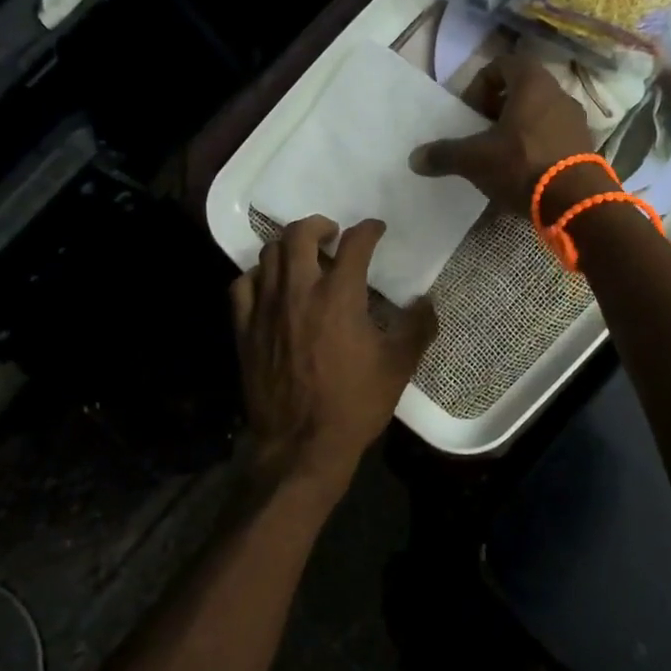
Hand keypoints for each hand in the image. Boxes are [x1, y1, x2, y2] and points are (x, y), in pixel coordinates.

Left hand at [231, 216, 438, 502]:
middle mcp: (299, 291)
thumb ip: (417, 328)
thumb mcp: (398, 367)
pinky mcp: (245, 329)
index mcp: (340, 296)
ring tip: (303, 257)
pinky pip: (243, 285)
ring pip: (269, 254)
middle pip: (300, 234)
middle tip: (332, 235)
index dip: (369, 230)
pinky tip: (270, 285)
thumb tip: (427, 301)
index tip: (375, 230)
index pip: (355, 244)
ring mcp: (266, 308)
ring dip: (289, 246)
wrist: (301, 446)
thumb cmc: (354, 404)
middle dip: (319, 225)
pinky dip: (258, 275)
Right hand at [409, 54, 595, 215]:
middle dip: (499, 108)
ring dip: (518, 129)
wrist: (575, 201)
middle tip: (482, 132)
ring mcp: (576, 121)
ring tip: (501, 155)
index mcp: (533, 84)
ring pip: (540, 114)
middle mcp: (559, 95)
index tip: (471, 110)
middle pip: (523, 90)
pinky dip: (536, 147)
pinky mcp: (585, 147)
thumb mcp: (475, 159)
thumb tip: (415, 158)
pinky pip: (554, 137)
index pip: (505, 64)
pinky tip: (523, 173)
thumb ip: (445, 154)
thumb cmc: (522, 165)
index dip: (482, 83)